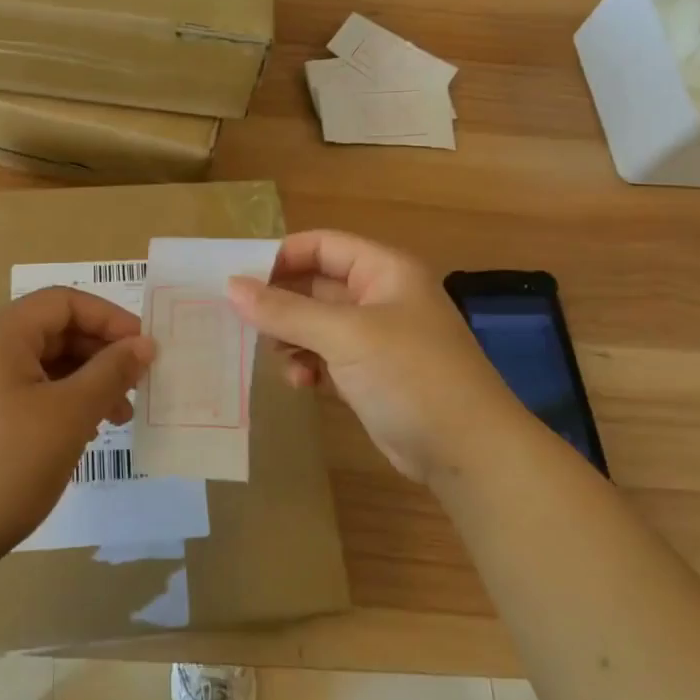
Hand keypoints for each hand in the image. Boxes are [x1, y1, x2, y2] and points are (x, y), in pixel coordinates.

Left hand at [0, 287, 155, 573]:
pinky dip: (58, 402)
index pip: (63, 302)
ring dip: (84, 382)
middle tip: (136, 388)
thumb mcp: (69, 415)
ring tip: (117, 418)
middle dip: (100, 354)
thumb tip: (144, 343)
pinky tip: (80, 432)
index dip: (110, 319)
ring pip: (41, 364)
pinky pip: (24, 390)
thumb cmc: (5, 467)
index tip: (145, 349)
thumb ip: (111, 372)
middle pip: (52, 331)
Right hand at [227, 230, 516, 482]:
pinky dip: (309, 364)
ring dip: (292, 338)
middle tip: (243, 321)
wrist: (468, 453)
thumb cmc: (410, 376)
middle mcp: (380, 297)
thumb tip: (231, 287)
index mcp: (384, 271)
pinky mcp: (370, 375)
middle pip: (315, 285)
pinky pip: (326, 357)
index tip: (240, 279)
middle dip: (281, 303)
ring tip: (278, 356)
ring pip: (316, 324)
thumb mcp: (345, 336)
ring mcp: (376, 338)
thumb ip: (285, 310)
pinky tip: (301, 383)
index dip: (282, 256)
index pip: (323, 246)